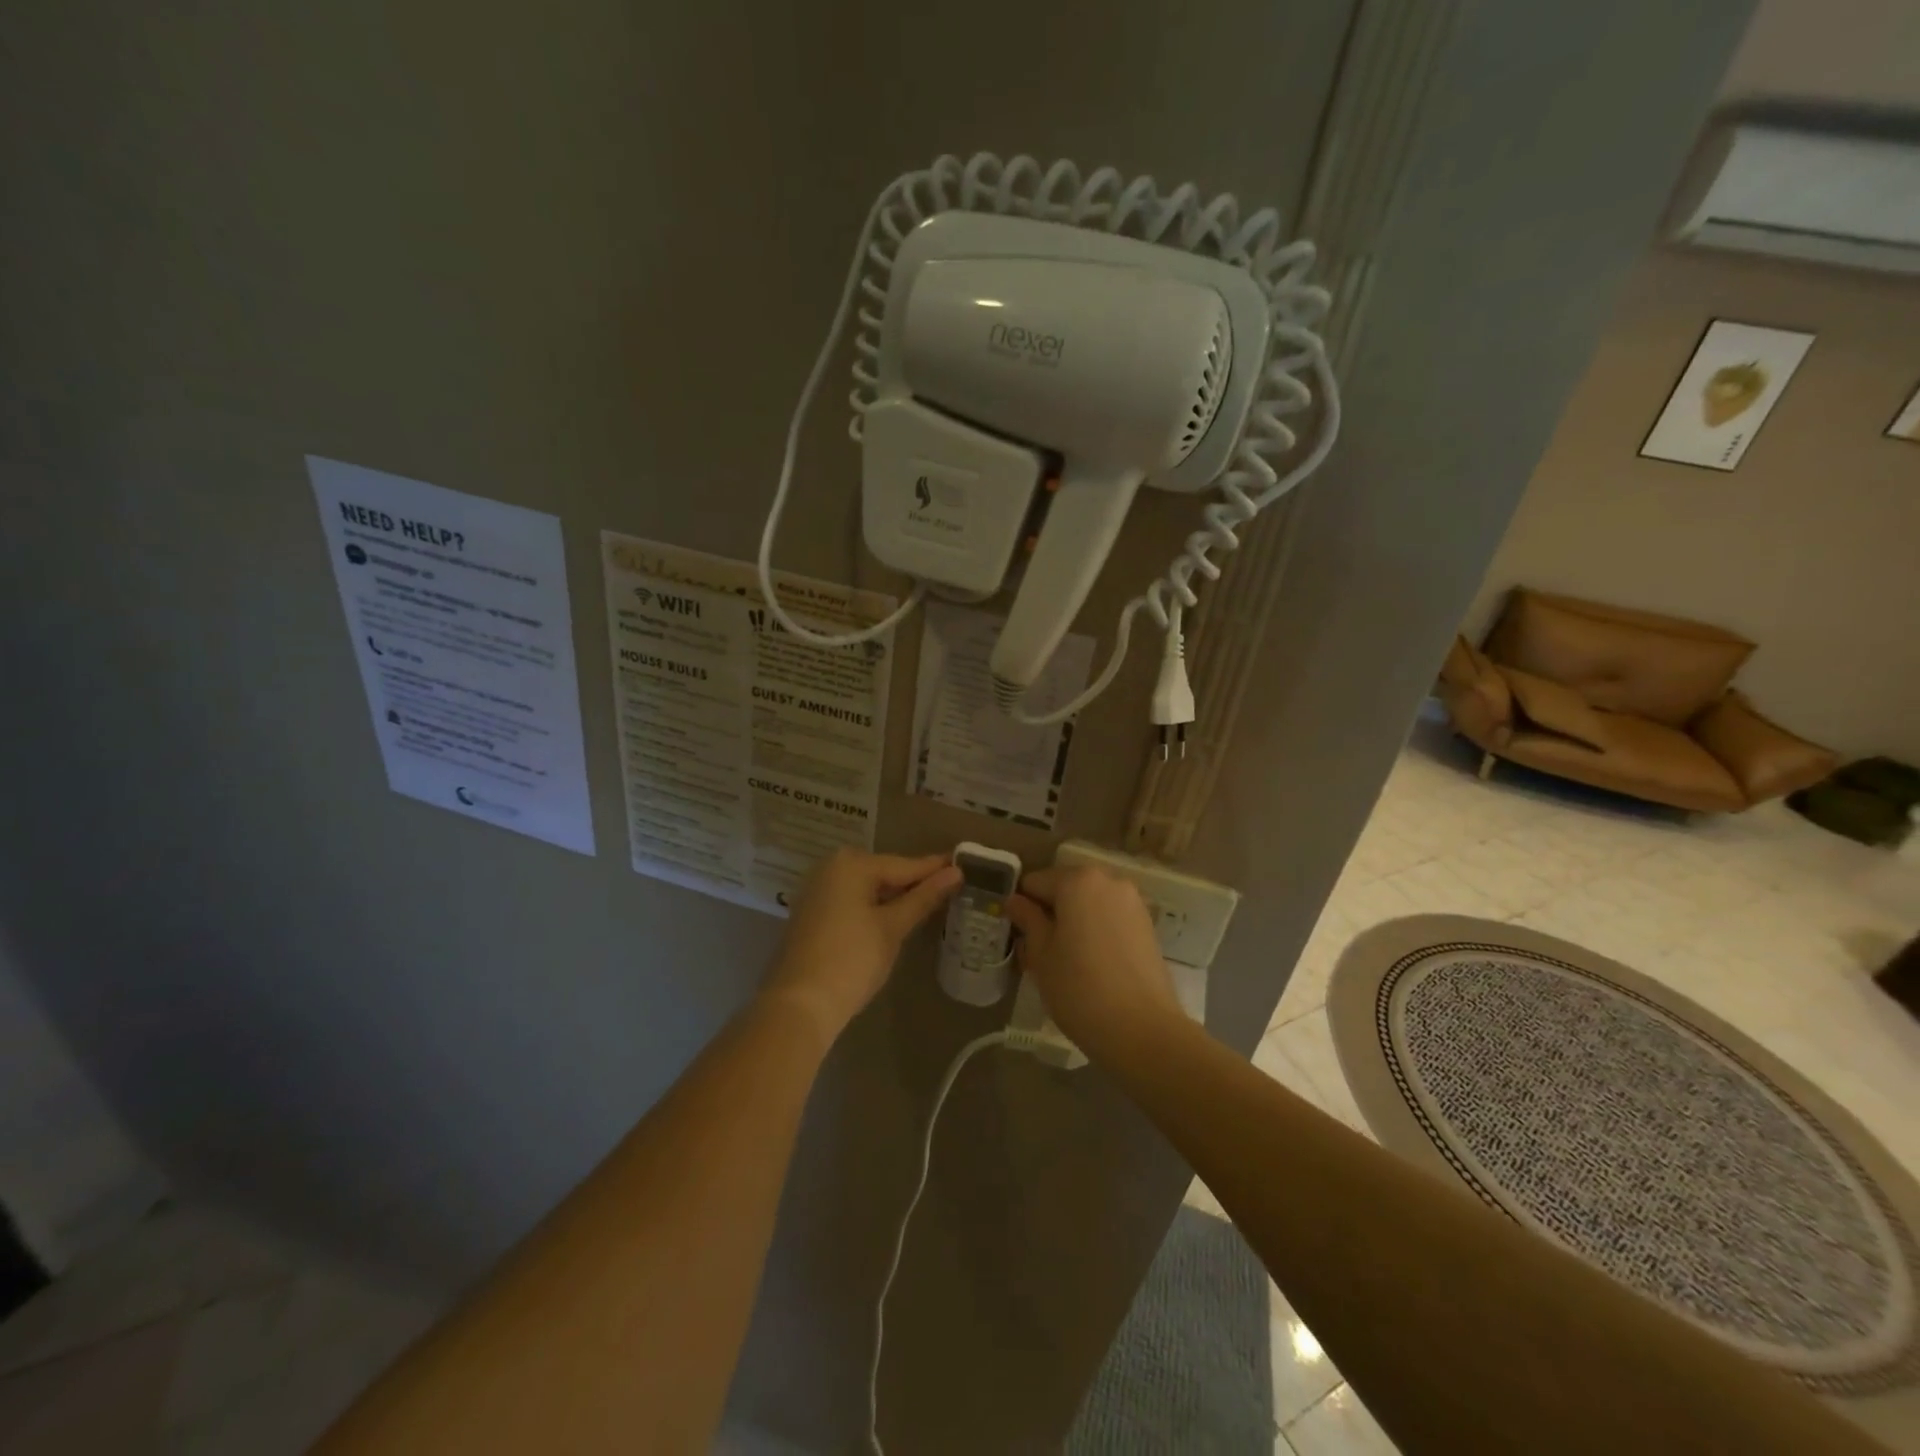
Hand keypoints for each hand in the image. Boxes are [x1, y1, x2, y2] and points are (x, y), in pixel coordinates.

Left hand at [761, 849, 960, 1041]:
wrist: (799, 1005)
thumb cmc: (852, 960)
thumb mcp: (893, 927)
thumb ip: (924, 897)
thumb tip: (955, 872)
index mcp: (851, 864)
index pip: (904, 864)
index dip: (935, 868)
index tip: (964, 865)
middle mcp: (830, 868)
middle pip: (883, 873)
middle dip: (914, 883)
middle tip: (950, 888)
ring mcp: (817, 891)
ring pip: (867, 888)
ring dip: (894, 897)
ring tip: (929, 904)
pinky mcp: (811, 914)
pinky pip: (851, 901)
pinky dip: (873, 908)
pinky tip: (894, 919)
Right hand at [1006, 865, 1181, 1064]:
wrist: (1142, 1029)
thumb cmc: (1079, 988)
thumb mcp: (1041, 954)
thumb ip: (1027, 919)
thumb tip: (1015, 901)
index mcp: (1077, 880)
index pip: (1035, 883)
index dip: (1022, 908)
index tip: (1018, 937)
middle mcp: (1108, 880)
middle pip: (1065, 889)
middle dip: (1049, 914)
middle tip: (1039, 953)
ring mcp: (1132, 902)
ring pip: (1088, 904)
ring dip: (1073, 923)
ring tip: (1066, 962)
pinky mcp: (1147, 925)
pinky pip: (1109, 918)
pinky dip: (1095, 931)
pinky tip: (1092, 964)